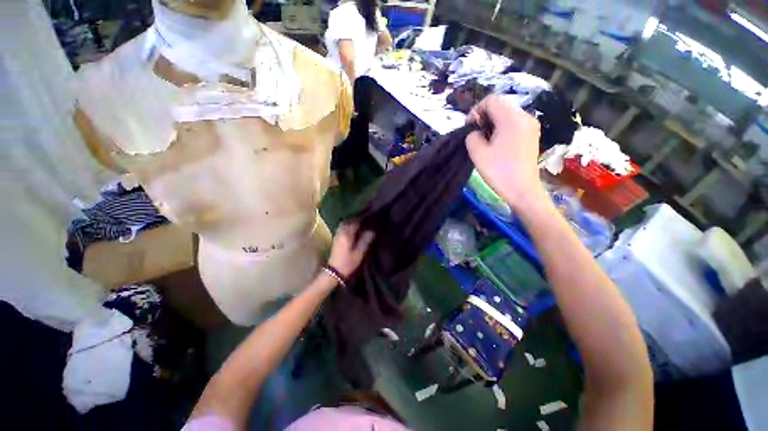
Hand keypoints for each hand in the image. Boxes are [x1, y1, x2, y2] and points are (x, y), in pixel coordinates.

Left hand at [327, 222, 374, 278]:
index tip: (369, 219)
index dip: (362, 220)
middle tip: (364, 222)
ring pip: (343, 225)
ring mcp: (337, 236)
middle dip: (355, 220)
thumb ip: (365, 240)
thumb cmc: (348, 263)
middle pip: (347, 222)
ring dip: (350, 224)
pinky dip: (346, 228)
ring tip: (359, 226)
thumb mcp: (359, 253)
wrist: (334, 272)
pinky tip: (352, 232)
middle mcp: (340, 232)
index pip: (355, 222)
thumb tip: (372, 231)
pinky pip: (341, 229)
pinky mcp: (335, 240)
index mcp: (347, 234)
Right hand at [466, 95, 546, 209]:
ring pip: (508, 112)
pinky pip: (516, 121)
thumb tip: (477, 131)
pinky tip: (501, 141)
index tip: (471, 127)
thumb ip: (472, 134)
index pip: (490, 100)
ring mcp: (531, 125)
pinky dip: (506, 126)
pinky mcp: (534, 134)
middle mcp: (524, 116)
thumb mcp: (477, 152)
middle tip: (478, 131)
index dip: (477, 110)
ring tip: (489, 137)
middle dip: (486, 114)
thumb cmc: (501, 172)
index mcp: (511, 117)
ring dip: (496, 120)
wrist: (524, 192)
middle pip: (500, 104)